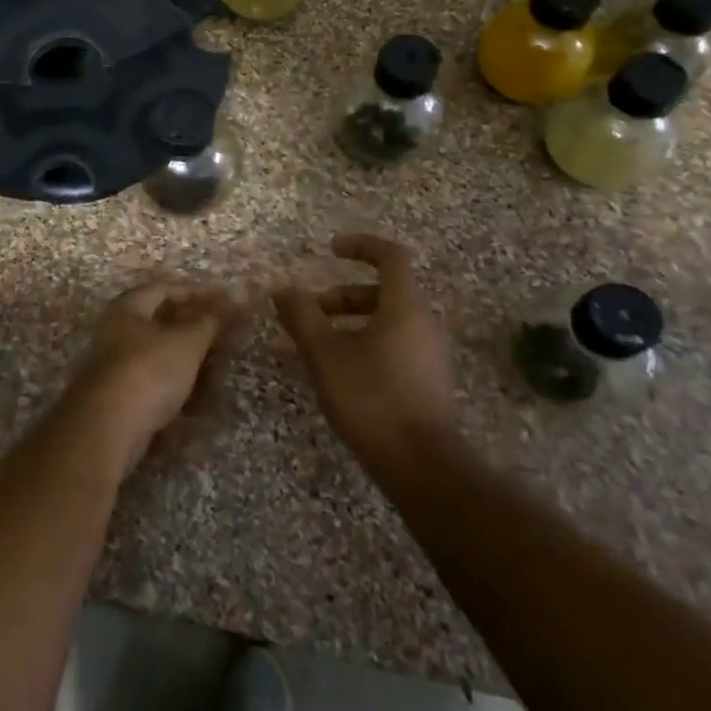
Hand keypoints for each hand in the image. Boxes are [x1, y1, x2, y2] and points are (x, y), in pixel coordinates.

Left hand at [58, 280, 245, 479]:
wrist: (109, 427)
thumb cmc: (149, 370)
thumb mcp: (187, 341)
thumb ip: (208, 322)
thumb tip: (225, 304)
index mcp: (127, 309)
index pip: (164, 289)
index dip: (195, 291)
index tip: (224, 300)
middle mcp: (116, 333)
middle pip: (160, 324)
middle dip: (195, 330)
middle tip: (224, 337)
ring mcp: (115, 368)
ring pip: (160, 358)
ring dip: (189, 363)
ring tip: (217, 371)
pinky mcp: (119, 399)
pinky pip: (155, 386)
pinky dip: (178, 389)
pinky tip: (200, 402)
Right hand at [273, 234, 456, 461]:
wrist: (421, 464)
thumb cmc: (371, 397)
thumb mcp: (325, 353)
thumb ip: (301, 315)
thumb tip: (281, 286)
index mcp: (404, 306)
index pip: (391, 256)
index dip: (360, 246)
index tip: (330, 249)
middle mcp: (423, 323)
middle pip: (383, 291)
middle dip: (341, 295)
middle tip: (307, 312)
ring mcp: (428, 353)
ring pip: (386, 320)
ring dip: (349, 322)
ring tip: (314, 345)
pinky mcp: (427, 380)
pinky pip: (392, 345)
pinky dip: (363, 343)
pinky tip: (337, 372)